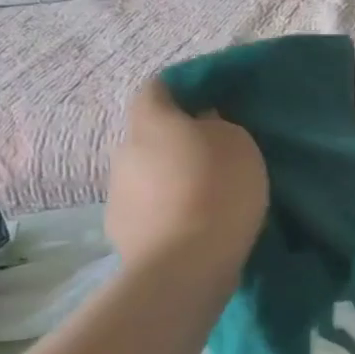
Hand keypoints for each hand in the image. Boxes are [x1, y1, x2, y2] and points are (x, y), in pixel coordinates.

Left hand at [105, 82, 267, 272]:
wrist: (185, 266)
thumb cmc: (217, 189)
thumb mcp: (238, 142)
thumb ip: (217, 124)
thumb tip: (202, 123)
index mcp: (151, 120)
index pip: (158, 87)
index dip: (182, 90)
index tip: (210, 101)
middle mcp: (124, 150)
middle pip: (150, 134)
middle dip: (177, 140)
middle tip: (212, 154)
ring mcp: (117, 193)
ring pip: (147, 173)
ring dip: (170, 178)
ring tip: (204, 196)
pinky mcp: (120, 231)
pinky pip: (147, 208)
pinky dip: (165, 210)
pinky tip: (191, 225)